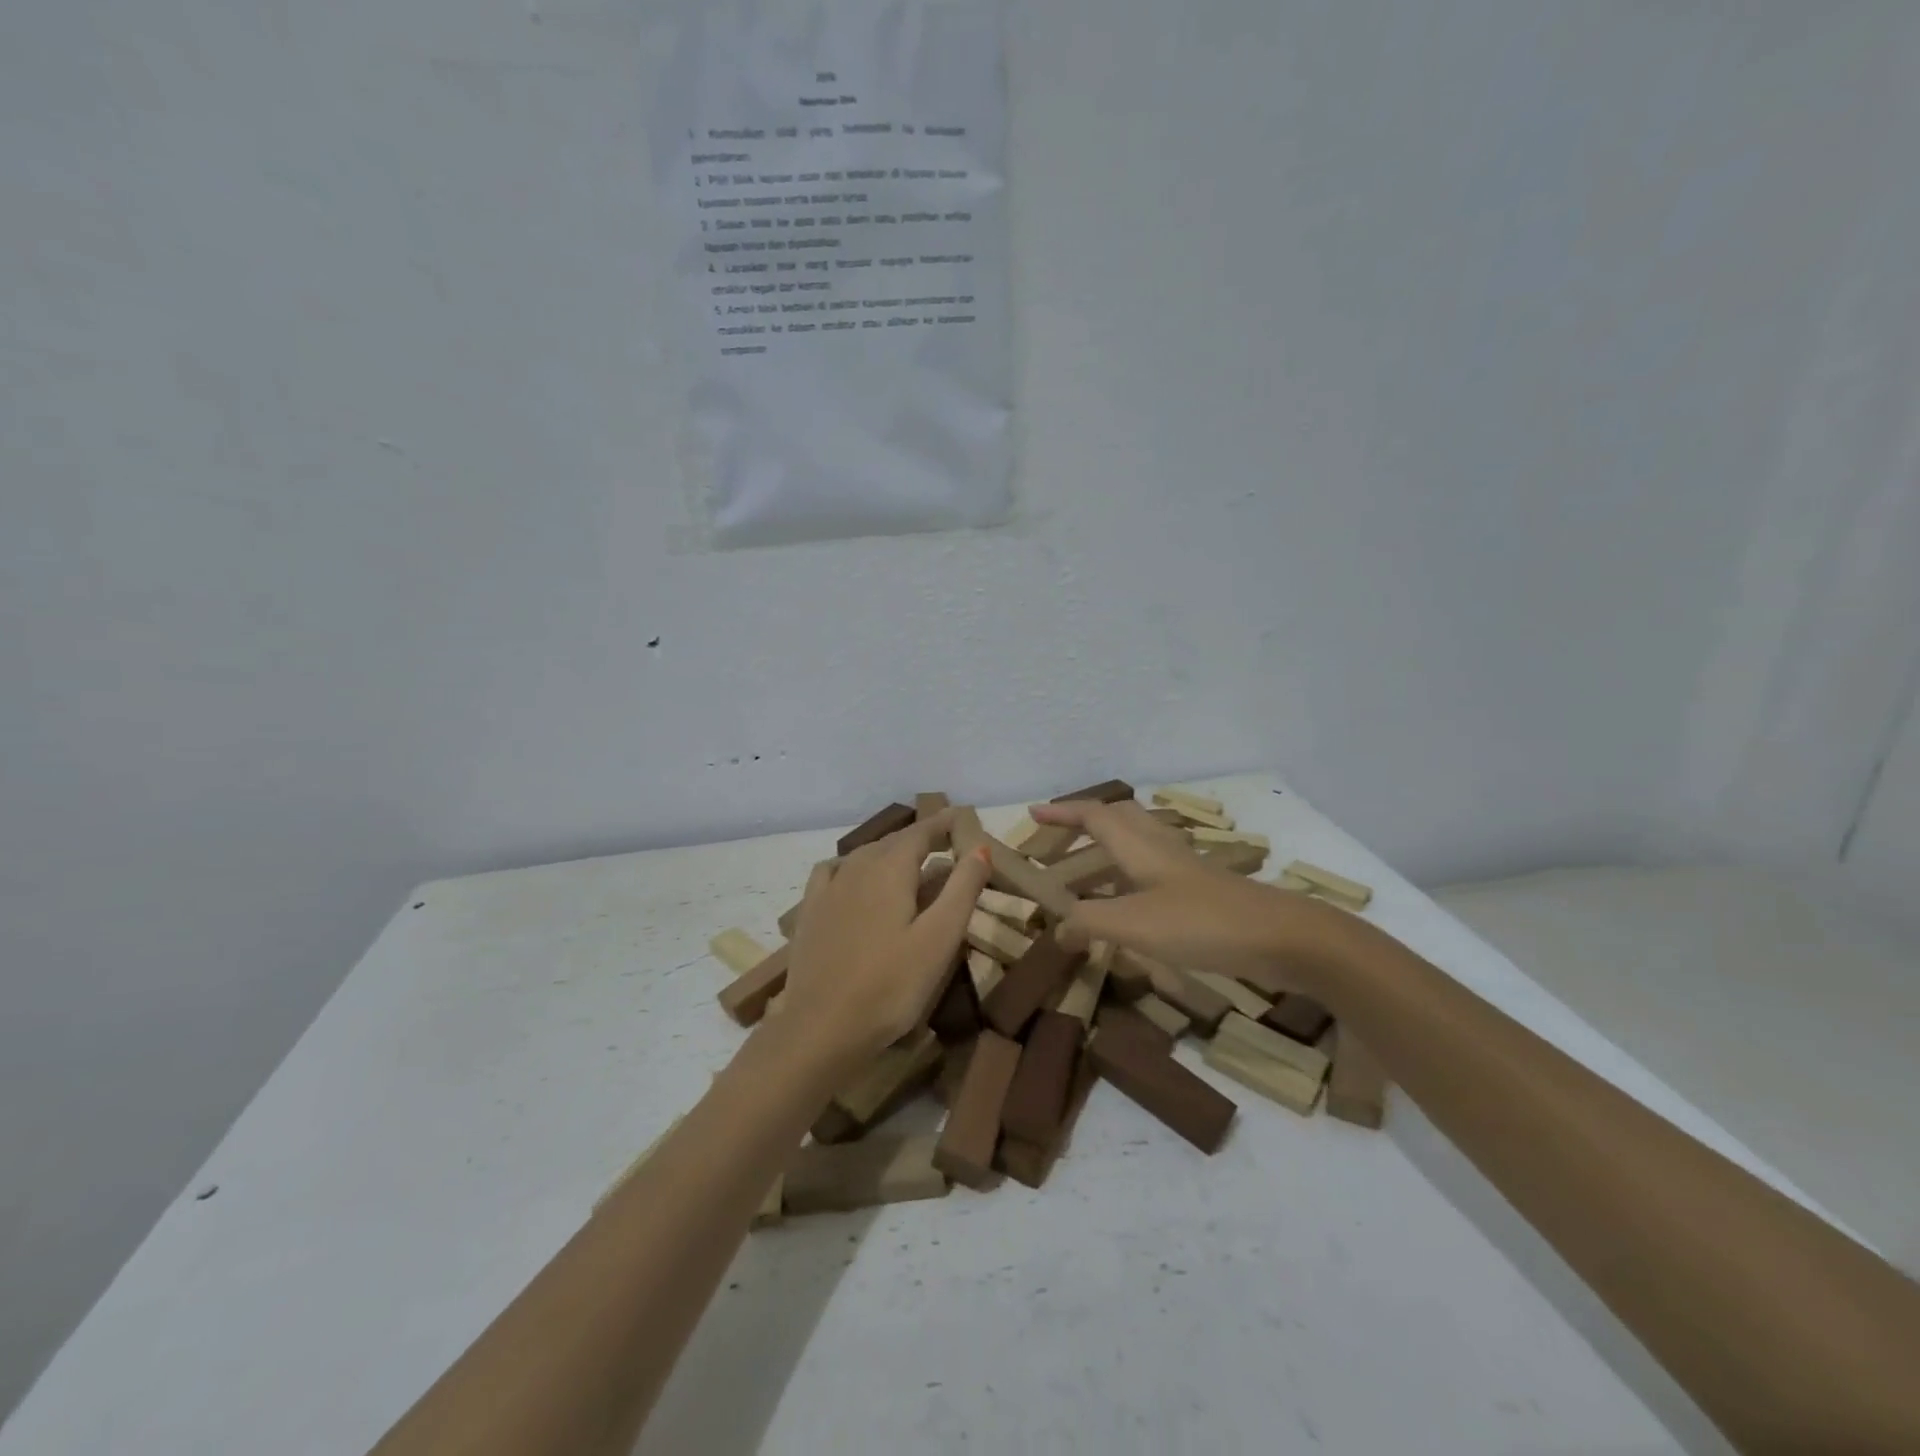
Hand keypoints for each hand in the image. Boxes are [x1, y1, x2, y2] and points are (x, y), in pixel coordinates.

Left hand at [781, 810, 991, 1067]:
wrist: (821, 1029)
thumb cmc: (890, 986)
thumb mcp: (939, 938)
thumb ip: (962, 888)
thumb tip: (979, 846)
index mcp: (890, 868)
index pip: (922, 831)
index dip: (944, 823)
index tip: (963, 817)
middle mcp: (857, 866)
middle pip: (894, 841)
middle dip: (922, 838)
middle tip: (946, 842)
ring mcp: (829, 888)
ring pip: (865, 855)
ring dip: (891, 852)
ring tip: (911, 863)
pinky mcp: (810, 912)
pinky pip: (834, 871)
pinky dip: (854, 866)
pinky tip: (856, 879)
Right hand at [1029, 799, 1336, 995]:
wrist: (1282, 938)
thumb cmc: (1203, 923)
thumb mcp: (1135, 925)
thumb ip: (1090, 922)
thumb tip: (1056, 926)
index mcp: (1140, 848)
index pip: (1094, 817)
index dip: (1062, 813)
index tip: (1033, 812)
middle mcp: (1161, 849)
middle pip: (1120, 818)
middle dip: (1086, 821)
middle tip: (1060, 838)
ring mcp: (1185, 869)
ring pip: (1139, 842)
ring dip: (1108, 847)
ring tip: (1086, 871)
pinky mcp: (1202, 891)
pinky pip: (1154, 869)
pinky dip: (1130, 875)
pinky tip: (1130, 903)